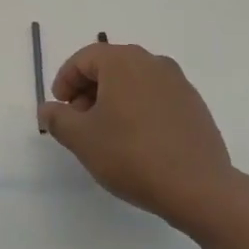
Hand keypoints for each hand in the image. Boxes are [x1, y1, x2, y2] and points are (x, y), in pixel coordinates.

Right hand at [38, 42, 232, 228]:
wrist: (199, 188)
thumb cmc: (131, 155)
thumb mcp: (81, 138)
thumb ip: (57, 118)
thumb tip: (48, 108)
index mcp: (123, 61)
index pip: (83, 59)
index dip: (65, 81)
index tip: (59, 107)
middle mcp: (152, 62)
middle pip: (110, 66)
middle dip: (88, 90)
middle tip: (79, 121)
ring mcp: (178, 83)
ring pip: (134, 82)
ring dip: (114, 100)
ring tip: (107, 134)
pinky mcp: (195, 105)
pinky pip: (156, 97)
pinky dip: (139, 109)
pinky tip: (137, 141)